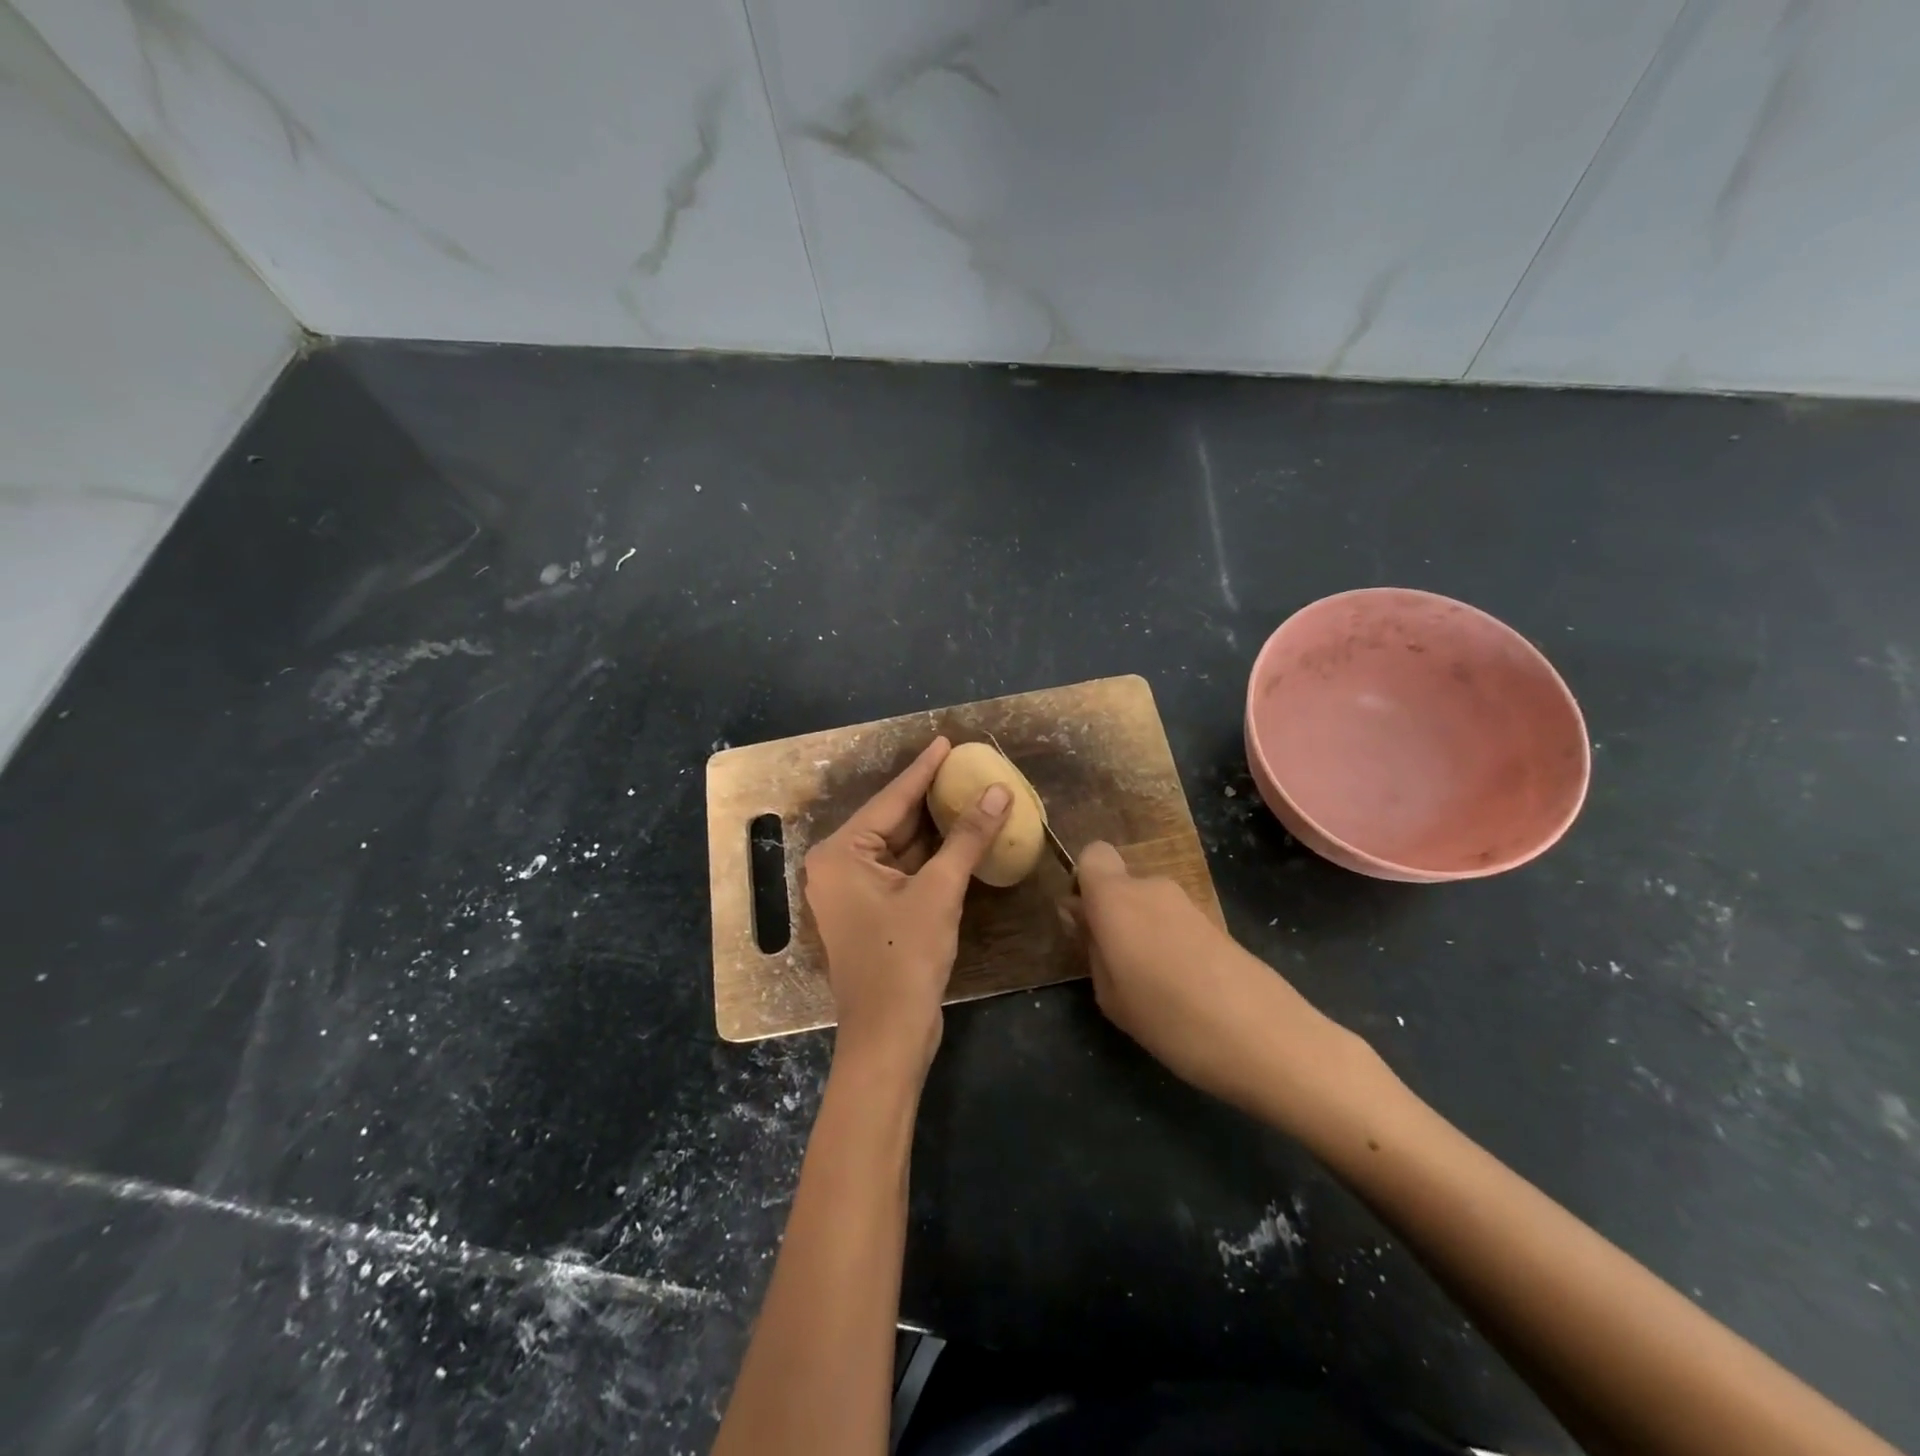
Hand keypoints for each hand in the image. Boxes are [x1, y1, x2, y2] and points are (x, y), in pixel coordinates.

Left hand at [804, 737, 1011, 1072]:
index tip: (946, 741)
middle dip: (929, 797)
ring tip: (966, 793)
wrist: (888, 1036)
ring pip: (899, 847)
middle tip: (963, 767)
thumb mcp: (940, 891)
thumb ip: (967, 837)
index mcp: (840, 854)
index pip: (890, 800)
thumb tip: (999, 791)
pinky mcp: (870, 912)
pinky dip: (930, 857)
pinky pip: (902, 871)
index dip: (923, 769)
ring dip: (933, 828)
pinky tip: (958, 838)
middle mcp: (838, 866)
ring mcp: (852, 892)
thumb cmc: (905, 958)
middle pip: (892, 821)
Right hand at [1071, 841, 1360, 1122]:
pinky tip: (1182, 988)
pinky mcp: (1216, 922)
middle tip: (1114, 965)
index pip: (1092, 854)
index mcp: (1116, 897)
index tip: (1085, 923)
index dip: (1084, 883)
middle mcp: (1151, 888)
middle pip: (1121, 884)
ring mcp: (1188, 903)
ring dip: (1142, 931)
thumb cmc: (1170, 1018)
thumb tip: (1085, 920)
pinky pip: (1174, 922)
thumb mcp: (1110, 996)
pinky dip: (1169, 943)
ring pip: (1148, 904)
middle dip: (1112, 913)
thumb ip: (1091, 949)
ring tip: (1151, 984)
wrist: (1265, 1038)